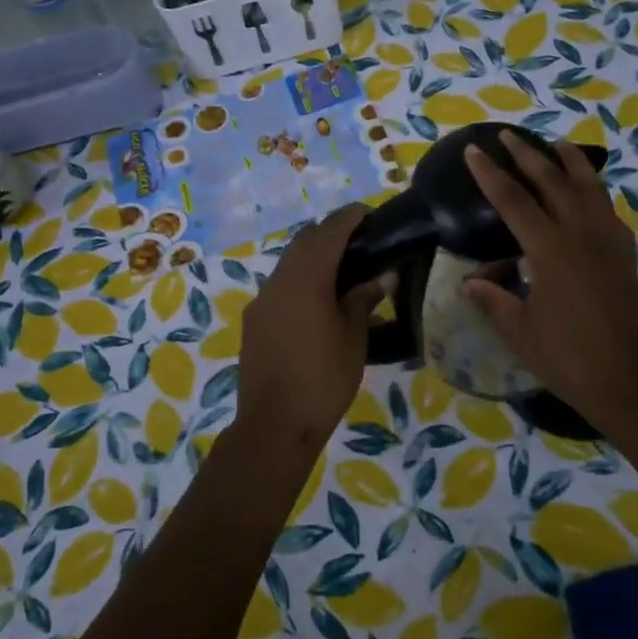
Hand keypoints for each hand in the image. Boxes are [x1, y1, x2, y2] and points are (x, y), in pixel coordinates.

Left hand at [234, 204, 388, 458]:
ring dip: (313, 258)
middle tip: (359, 242)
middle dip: (329, 234)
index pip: (328, 233)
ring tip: (343, 271)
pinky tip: (319, 302)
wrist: (274, 425)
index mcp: (305, 280)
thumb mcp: (353, 338)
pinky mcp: (255, 322)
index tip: (367, 213)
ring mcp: (262, 302)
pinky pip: (280, 287)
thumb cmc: (323, 379)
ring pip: (289, 265)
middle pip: (303, 243)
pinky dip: (301, 281)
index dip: (348, 218)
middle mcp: (278, 282)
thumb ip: (363, 300)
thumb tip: (382, 277)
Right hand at [462, 133, 637, 429]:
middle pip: (552, 181)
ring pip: (588, 187)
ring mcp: (608, 241)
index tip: (474, 151)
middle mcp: (581, 234)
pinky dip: (594, 191)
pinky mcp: (624, 254)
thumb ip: (494, 300)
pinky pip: (607, 209)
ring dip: (570, 162)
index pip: (513, 201)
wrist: (631, 381)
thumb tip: (469, 281)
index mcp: (550, 250)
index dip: (490, 175)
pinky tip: (588, 193)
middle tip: (507, 135)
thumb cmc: (568, 359)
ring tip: (557, 144)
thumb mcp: (520, 331)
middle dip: (527, 155)